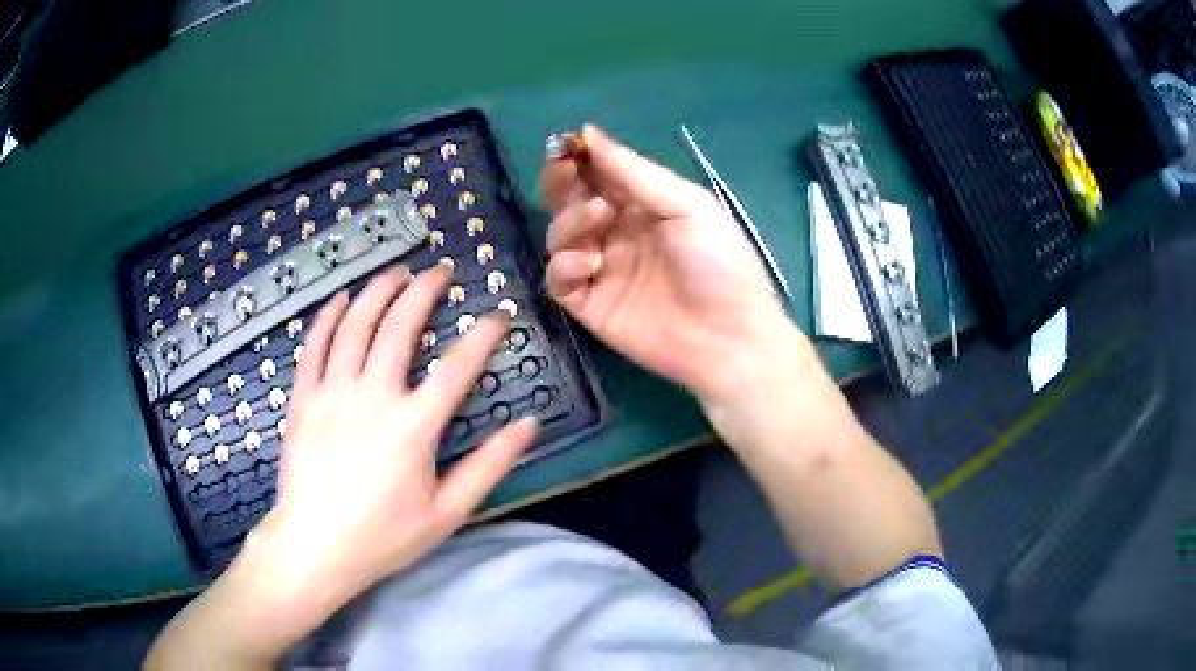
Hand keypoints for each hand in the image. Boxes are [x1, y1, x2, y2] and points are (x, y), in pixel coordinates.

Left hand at [179, 264, 537, 662]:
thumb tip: (528, 426)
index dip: (484, 335)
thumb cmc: (384, 536)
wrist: (316, 546)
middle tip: (439, 270)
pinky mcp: (303, 398)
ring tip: (395, 272)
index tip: (500, 314)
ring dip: (377, 291)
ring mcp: (332, 392)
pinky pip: (314, 345)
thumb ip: (489, 467)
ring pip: (355, 324)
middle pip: (400, 327)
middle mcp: (373, 396)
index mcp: (413, 427)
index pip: (457, 367)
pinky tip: (341, 299)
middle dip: (424, 291)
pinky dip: (328, 316)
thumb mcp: (448, 513)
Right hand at [540, 125, 805, 400]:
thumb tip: (588, 132)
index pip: (599, 172)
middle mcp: (617, 231)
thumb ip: (634, 172)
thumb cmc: (719, 264)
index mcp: (643, 204)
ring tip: (598, 220)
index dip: (578, 156)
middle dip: (561, 182)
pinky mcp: (589, 304)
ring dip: (569, 220)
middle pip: (570, 199)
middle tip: (566, 173)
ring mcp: (601, 268)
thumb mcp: (687, 205)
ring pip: (559, 234)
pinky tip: (589, 263)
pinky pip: (558, 278)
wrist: (728, 338)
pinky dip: (564, 264)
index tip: (566, 145)